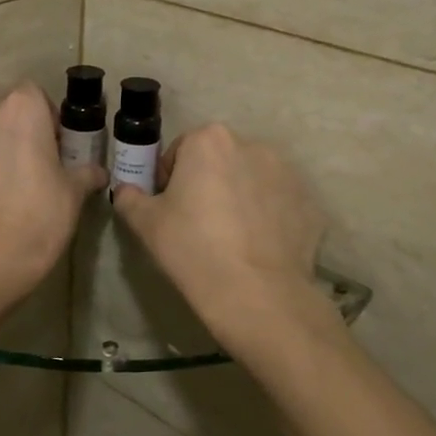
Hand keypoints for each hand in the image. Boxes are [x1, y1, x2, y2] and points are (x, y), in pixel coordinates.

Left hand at [0, 84, 105, 296]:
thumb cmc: (40, 216)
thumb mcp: (73, 194)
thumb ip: (85, 174)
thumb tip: (97, 172)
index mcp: (20, 111)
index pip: (34, 95)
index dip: (46, 117)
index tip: (55, 146)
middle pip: (5, 118)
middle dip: (18, 137)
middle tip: (34, 171)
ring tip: (5, 193)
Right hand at [111, 123, 326, 351]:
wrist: (257, 295)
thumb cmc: (193, 249)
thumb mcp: (146, 224)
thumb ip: (130, 198)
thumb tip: (126, 191)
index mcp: (209, 141)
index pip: (180, 151)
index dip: (170, 179)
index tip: (169, 209)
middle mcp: (252, 146)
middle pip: (219, 161)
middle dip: (208, 183)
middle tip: (198, 224)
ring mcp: (287, 174)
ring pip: (251, 180)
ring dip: (239, 197)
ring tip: (231, 238)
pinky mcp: (309, 203)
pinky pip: (278, 204)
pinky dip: (267, 217)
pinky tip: (257, 248)